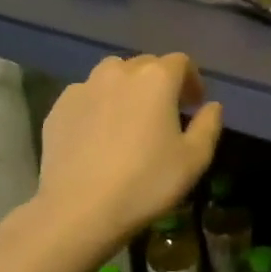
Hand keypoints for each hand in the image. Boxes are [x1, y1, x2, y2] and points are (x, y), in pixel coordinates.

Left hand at [35, 53, 222, 247]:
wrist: (79, 209)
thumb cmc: (146, 182)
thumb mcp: (194, 159)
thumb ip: (208, 125)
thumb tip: (212, 106)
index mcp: (156, 78)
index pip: (181, 62)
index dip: (191, 80)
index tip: (194, 105)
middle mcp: (119, 72)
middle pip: (146, 65)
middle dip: (160, 83)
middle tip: (164, 114)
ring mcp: (84, 87)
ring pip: (112, 76)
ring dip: (127, 89)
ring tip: (129, 119)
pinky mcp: (58, 107)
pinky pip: (87, 96)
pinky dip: (98, 106)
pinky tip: (99, 135)